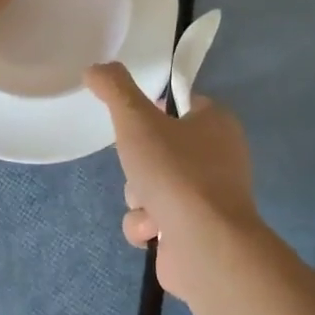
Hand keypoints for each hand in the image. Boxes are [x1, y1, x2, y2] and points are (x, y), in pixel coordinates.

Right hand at [84, 63, 262, 302]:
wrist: (205, 246)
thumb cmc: (176, 172)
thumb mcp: (137, 119)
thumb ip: (114, 89)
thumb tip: (95, 68)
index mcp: (217, 123)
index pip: (181, 104)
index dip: (154, 111)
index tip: (135, 121)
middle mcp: (219, 157)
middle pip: (159, 148)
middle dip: (138, 164)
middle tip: (138, 167)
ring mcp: (209, 198)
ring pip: (151, 185)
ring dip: (138, 197)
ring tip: (148, 206)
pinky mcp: (196, 232)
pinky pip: (156, 219)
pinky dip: (147, 225)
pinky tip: (153, 230)